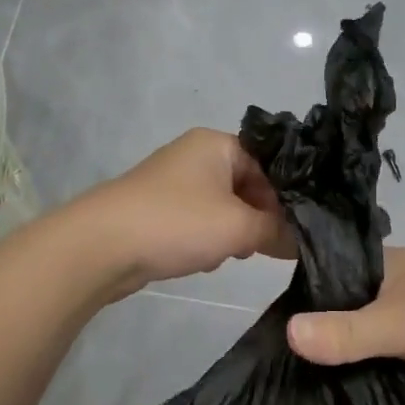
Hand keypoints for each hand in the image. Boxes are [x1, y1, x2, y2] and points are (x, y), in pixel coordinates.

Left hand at [74, 129, 293, 298]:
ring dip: (233, 233)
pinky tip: (202, 260)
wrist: (101, 245)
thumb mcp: (239, 228)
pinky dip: (206, 240)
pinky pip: (198, 221)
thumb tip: (303, 241)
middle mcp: (196, 155)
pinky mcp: (158, 209)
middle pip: (248, 186)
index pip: (270, 164)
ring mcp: (173, 182)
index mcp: (217, 144)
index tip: (295, 229)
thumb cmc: (177, 223)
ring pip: (224, 207)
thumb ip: (278, 231)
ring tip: (228, 254)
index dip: (286, 197)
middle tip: (262, 246)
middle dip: (257, 219)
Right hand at [287, 248, 404, 385]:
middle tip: (283, 378)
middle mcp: (392, 283)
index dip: (296, 302)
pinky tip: (352, 395)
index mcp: (379, 263)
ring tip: (309, 394)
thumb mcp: (400, 321)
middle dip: (320, 338)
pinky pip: (392, 355)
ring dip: (349, 359)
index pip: (321, 277)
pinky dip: (375, 370)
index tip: (266, 338)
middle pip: (343, 310)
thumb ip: (348, 332)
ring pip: (368, 336)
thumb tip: (286, 333)